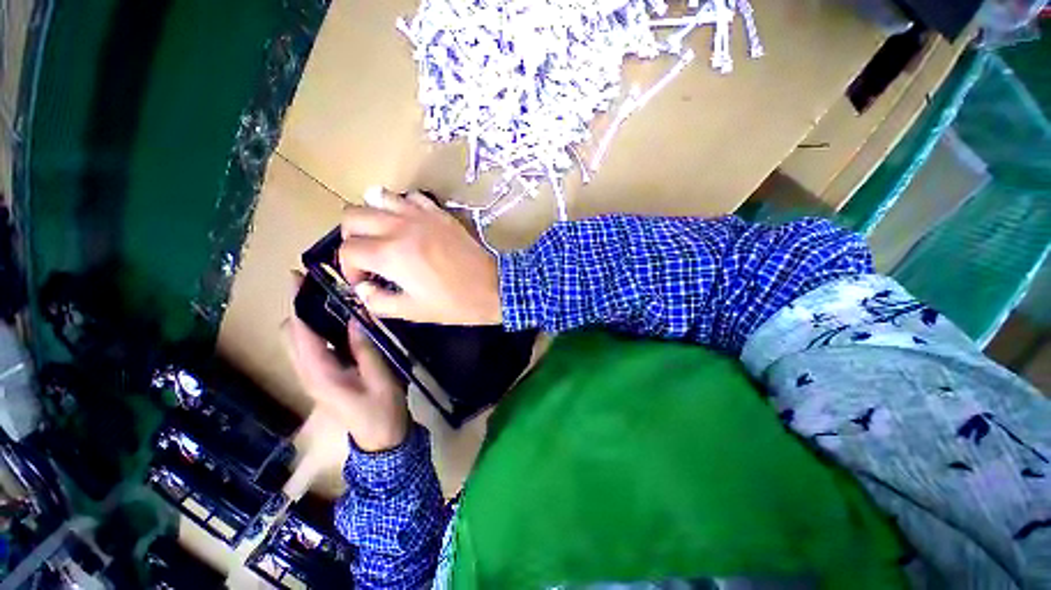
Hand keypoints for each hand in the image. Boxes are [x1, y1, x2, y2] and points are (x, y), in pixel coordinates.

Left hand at [286, 297, 408, 451]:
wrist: (380, 436)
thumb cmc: (382, 408)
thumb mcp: (380, 376)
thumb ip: (365, 347)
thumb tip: (355, 316)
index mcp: (319, 373)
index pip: (300, 331)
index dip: (298, 303)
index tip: (299, 277)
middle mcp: (307, 373)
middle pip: (289, 334)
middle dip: (299, 307)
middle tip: (321, 285)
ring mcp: (311, 376)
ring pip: (297, 340)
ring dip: (306, 316)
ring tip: (329, 297)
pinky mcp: (320, 376)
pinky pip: (309, 347)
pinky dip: (316, 329)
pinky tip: (337, 320)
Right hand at [338, 189, 501, 324]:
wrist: (492, 287)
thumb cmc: (454, 303)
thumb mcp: (412, 311)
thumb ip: (378, 301)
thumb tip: (362, 288)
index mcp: (390, 254)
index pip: (348, 250)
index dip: (349, 268)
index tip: (364, 281)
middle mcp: (400, 227)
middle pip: (352, 215)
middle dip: (352, 237)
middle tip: (367, 255)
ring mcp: (421, 215)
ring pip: (377, 197)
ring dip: (372, 215)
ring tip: (384, 235)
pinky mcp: (439, 212)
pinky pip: (410, 196)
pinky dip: (401, 205)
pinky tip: (408, 222)